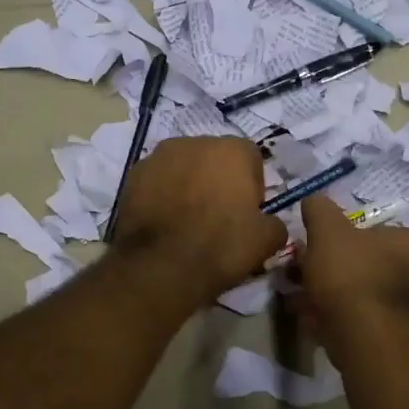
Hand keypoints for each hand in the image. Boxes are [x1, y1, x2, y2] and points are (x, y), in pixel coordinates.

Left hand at [108, 137, 285, 305]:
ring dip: (189, 184)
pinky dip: (162, 194)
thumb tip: (272, 225)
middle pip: (215, 158)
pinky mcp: (133, 175)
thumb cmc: (221, 246)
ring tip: (187, 220)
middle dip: (218, 180)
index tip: (248, 212)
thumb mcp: (266, 241)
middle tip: (218, 216)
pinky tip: (165, 222)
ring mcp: (159, 156)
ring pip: (183, 167)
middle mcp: (195, 142)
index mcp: (233, 149)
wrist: (161, 266)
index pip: (251, 159)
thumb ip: (276, 224)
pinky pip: (157, 181)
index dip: (253, 186)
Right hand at [296, 195, 408, 358]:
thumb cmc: (352, 278)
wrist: (373, 343)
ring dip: (332, 298)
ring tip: (301, 305)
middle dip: (330, 271)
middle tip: (301, 279)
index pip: (370, 231)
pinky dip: (339, 321)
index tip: (311, 251)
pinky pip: (363, 323)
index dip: (335, 239)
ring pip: (361, 296)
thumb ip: (320, 211)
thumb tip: (313, 200)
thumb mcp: (328, 232)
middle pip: (364, 265)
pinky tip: (317, 326)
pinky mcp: (399, 340)